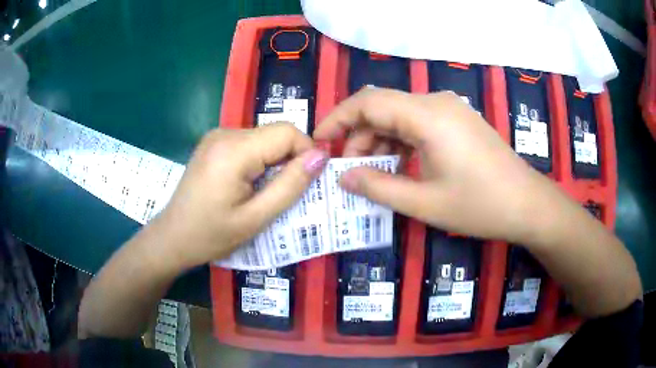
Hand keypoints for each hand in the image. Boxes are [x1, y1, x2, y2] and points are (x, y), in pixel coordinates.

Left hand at [157, 123, 326, 268]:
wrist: (172, 238)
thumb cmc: (211, 235)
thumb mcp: (255, 218)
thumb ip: (290, 186)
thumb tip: (321, 157)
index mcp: (234, 149)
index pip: (288, 132)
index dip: (306, 153)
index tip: (308, 183)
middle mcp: (225, 133)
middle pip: (276, 133)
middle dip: (290, 159)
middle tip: (288, 193)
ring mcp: (217, 136)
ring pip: (264, 138)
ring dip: (275, 162)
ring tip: (267, 193)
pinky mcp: (214, 143)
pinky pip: (249, 144)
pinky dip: (260, 161)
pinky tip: (250, 185)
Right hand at [314, 88, 569, 243]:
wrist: (527, 205)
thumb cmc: (480, 206)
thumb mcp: (423, 203)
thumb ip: (377, 187)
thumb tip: (342, 176)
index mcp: (427, 116)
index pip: (368, 102)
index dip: (337, 119)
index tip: (319, 142)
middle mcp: (436, 103)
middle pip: (382, 107)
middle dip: (359, 136)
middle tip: (350, 171)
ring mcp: (449, 110)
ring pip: (400, 116)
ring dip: (381, 141)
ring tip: (375, 174)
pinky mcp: (458, 121)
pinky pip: (419, 124)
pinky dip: (401, 142)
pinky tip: (401, 166)